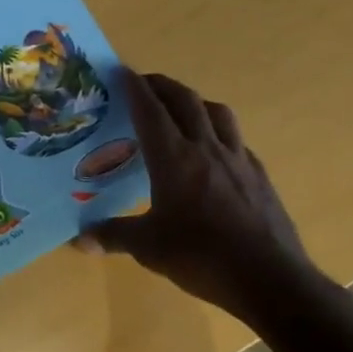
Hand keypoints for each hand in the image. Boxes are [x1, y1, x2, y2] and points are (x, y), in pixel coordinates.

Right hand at [76, 71, 323, 324]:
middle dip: (163, 85)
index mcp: (173, 158)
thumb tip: (79, 240)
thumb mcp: (148, 248)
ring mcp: (238, 161)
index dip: (134, 87)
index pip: (150, 110)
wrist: (273, 281)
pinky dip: (220, 134)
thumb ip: (113, 236)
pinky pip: (237, 142)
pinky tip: (213, 152)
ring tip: (181, 108)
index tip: (121, 70)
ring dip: (196, 102)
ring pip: (218, 114)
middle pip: (186, 101)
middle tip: (145, 82)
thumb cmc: (202, 257)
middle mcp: (206, 149)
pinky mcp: (260, 178)